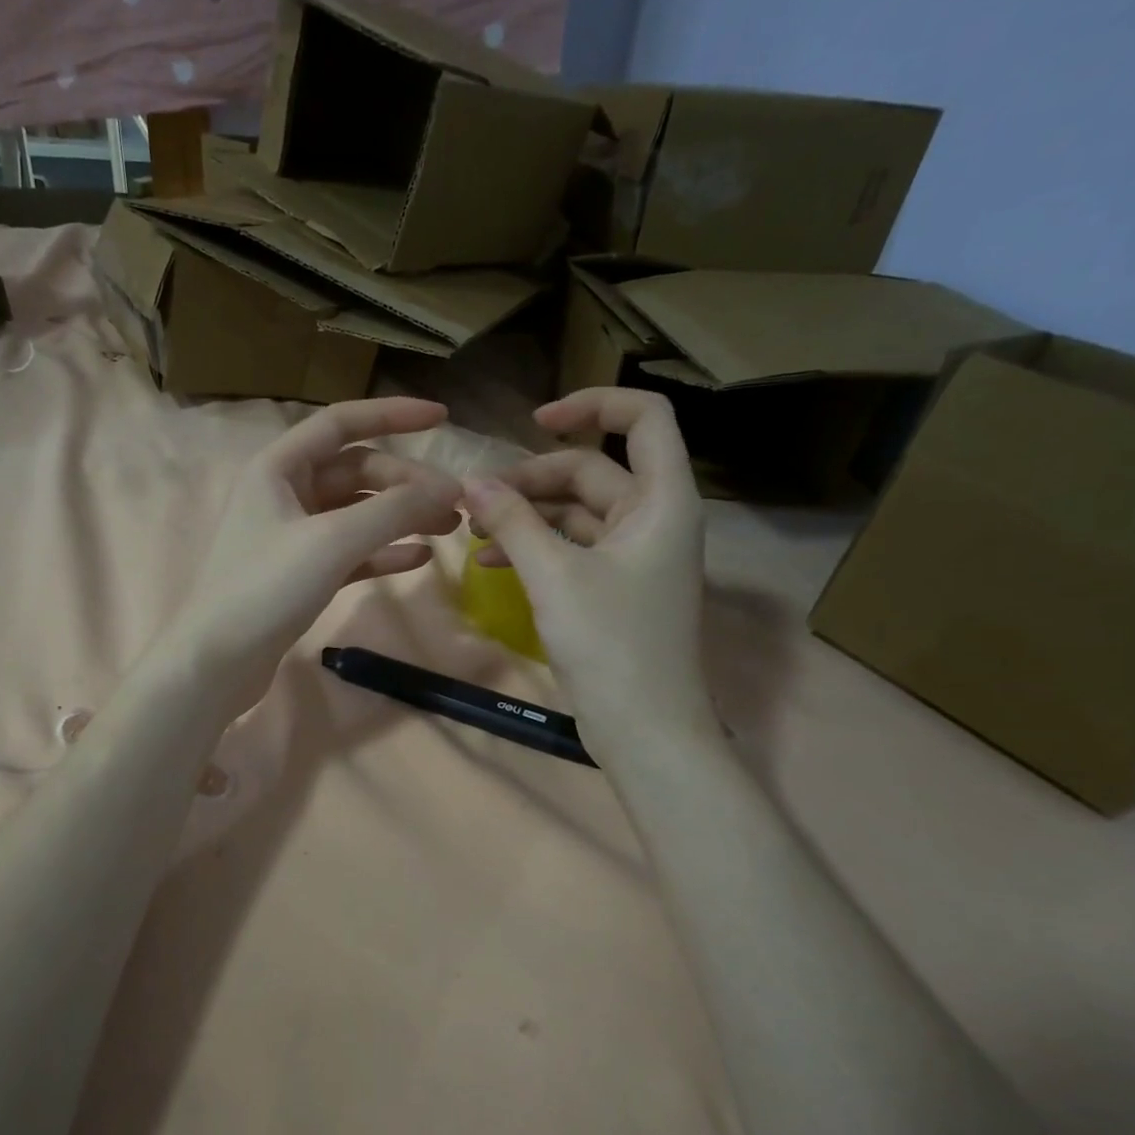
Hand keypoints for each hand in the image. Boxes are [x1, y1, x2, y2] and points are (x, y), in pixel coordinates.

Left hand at [161, 397, 461, 713]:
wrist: (218, 662)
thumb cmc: (267, 588)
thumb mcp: (334, 541)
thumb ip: (394, 510)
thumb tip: (450, 488)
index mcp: (279, 468)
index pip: (342, 423)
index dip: (393, 414)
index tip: (443, 418)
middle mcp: (285, 494)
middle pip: (357, 472)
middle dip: (406, 483)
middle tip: (455, 505)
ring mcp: (293, 537)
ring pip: (357, 513)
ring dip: (401, 517)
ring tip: (449, 528)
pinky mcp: (302, 575)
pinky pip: (352, 552)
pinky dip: (384, 552)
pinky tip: (419, 558)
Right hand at [461, 388, 719, 751]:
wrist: (645, 729)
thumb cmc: (611, 645)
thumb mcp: (555, 576)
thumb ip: (514, 522)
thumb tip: (472, 481)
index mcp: (661, 501)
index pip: (643, 419)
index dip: (592, 405)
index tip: (535, 421)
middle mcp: (653, 519)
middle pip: (592, 471)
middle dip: (533, 479)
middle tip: (477, 499)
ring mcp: (634, 557)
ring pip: (577, 513)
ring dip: (528, 515)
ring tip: (476, 530)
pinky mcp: (614, 588)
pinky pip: (572, 550)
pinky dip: (536, 548)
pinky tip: (491, 563)